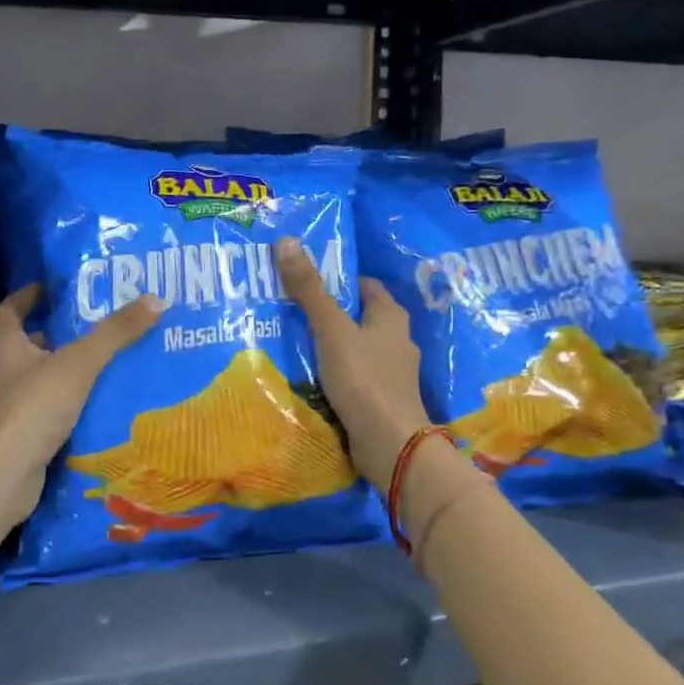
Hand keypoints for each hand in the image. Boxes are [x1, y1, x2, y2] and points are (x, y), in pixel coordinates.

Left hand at [0, 285, 162, 521]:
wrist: (1, 476)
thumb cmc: (32, 407)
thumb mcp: (79, 364)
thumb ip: (115, 333)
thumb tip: (155, 298)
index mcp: (5, 344)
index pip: (12, 308)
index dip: (31, 295)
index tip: (56, 287)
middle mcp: (1, 371)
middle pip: (28, 343)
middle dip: (59, 333)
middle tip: (97, 324)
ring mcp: (7, 406)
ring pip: (40, 378)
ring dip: (66, 369)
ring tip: (106, 362)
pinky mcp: (19, 434)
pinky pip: (47, 409)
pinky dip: (68, 403)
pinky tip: (97, 404)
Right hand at [273, 237, 430, 490]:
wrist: (390, 444)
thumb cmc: (364, 378)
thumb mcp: (330, 329)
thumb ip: (309, 289)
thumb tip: (286, 240)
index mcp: (391, 316)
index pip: (364, 286)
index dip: (337, 280)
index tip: (304, 281)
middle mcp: (397, 340)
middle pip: (359, 317)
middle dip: (329, 313)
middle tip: (290, 310)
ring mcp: (392, 373)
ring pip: (356, 349)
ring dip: (331, 346)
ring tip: (293, 343)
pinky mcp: (382, 400)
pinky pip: (355, 377)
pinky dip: (335, 374)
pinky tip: (310, 378)